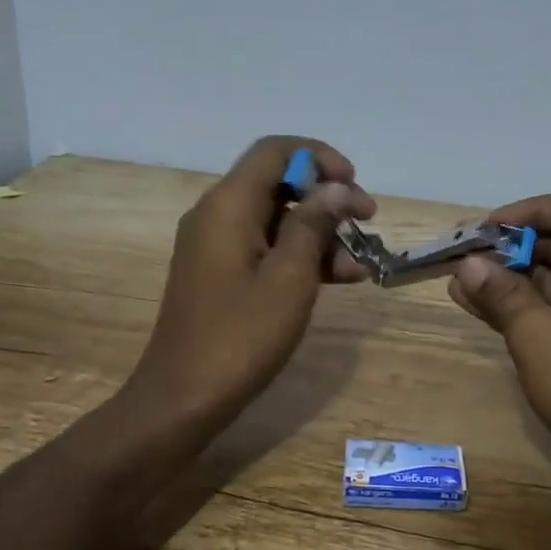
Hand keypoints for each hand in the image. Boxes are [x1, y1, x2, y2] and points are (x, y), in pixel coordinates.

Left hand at [128, 136, 375, 434]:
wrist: (182, 398)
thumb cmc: (240, 336)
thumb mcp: (290, 278)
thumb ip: (313, 225)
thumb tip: (335, 188)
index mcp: (228, 205)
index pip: (275, 151)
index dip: (319, 157)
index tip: (354, 185)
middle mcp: (217, 215)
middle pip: (278, 184)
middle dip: (327, 198)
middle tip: (368, 222)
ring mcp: (216, 246)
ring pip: (276, 219)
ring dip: (320, 233)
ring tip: (361, 263)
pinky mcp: (220, 273)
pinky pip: (265, 248)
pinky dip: (300, 257)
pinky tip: (339, 279)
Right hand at [448, 189, 550, 468]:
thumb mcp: (539, 336)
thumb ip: (502, 294)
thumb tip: (469, 264)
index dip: (533, 210)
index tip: (491, 228)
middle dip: (515, 245)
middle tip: (468, 254)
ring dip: (511, 277)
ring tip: (460, 279)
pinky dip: (522, 304)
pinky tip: (475, 303)